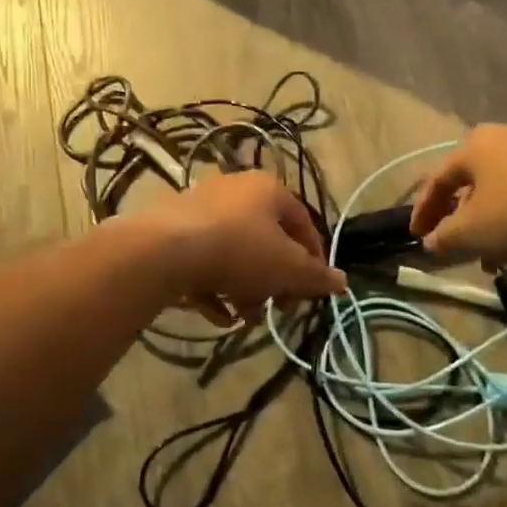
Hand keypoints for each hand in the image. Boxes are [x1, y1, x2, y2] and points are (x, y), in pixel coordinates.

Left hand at [145, 171, 345, 323]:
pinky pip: (204, 258)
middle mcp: (236, 189)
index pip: (304, 223)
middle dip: (275, 280)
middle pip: (268, 240)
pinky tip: (216, 313)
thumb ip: (316, 276)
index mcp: (269, 189)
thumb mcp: (287, 268)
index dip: (314, 259)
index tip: (313, 290)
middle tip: (278, 307)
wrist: (163, 250)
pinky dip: (214, 285)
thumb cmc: (239, 250)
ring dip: (246, 287)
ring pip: (235, 252)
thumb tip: (343, 283)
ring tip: (244, 317)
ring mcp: (201, 207)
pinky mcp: (172, 228)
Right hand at [408, 125, 506, 268]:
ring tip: (495, 256)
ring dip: (491, 222)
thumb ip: (446, 238)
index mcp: (471, 148)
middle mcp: (500, 138)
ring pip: (501, 189)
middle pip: (470, 183)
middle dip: (461, 219)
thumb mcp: (476, 232)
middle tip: (457, 247)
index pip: (436, 181)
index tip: (415, 237)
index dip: (422, 212)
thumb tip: (430, 241)